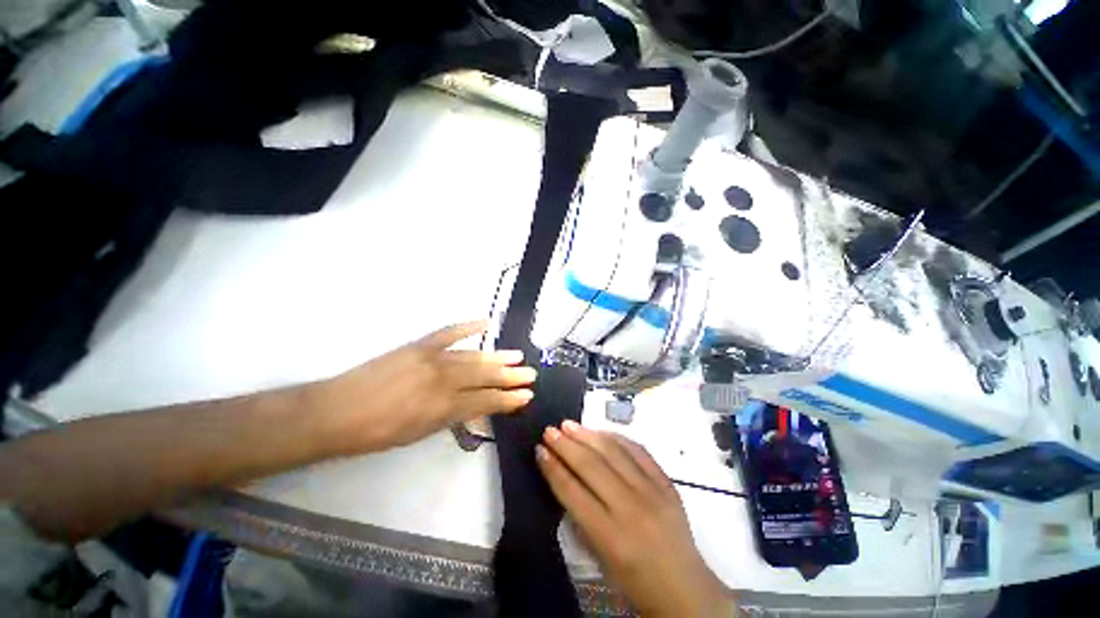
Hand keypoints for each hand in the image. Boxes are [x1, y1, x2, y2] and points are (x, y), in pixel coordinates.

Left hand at [310, 321, 535, 454]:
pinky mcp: (419, 345)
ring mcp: (432, 359)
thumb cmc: (376, 432)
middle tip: (531, 374)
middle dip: (510, 376)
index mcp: (443, 408)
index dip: (508, 399)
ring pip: (473, 357)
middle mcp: (443, 381)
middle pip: (485, 377)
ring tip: (517, 356)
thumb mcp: (419, 433)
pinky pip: (449, 332)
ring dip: (497, 356)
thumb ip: (452, 417)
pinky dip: (469, 326)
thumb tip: (477, 408)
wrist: (335, 412)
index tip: (526, 396)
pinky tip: (486, 323)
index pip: (485, 401)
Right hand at [537, 421, 735, 616]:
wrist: (686, 590)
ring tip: (569, 425)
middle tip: (550, 431)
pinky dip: (617, 438)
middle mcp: (631, 508)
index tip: (539, 450)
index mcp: (611, 536)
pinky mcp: (666, 483)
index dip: (553, 468)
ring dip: (588, 435)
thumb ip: (582, 518)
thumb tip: (565, 478)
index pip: (573, 492)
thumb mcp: (601, 558)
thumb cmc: (636, 581)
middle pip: (591, 466)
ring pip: (613, 452)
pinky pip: (638, 451)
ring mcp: (652, 491)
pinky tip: (601, 432)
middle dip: (566, 445)